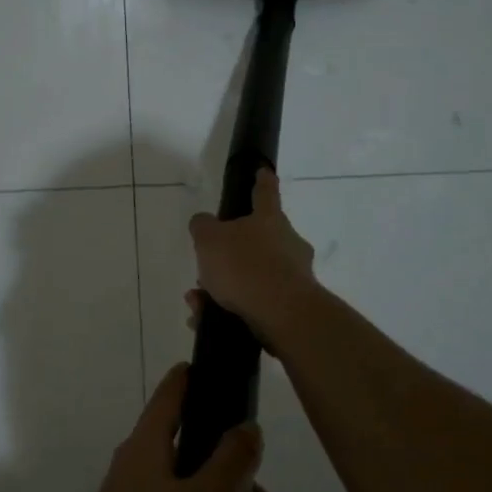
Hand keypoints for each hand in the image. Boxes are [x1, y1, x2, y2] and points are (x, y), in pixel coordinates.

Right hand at [188, 169, 320, 350]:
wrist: (282, 314)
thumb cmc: (245, 266)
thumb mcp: (209, 240)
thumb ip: (202, 227)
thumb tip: (204, 223)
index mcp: (269, 219)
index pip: (265, 193)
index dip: (261, 181)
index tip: (263, 172)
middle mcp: (287, 243)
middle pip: (257, 240)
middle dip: (230, 253)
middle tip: (207, 266)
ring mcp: (293, 275)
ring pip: (252, 275)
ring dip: (223, 286)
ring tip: (197, 301)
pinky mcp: (291, 305)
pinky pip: (254, 302)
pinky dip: (229, 308)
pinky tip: (205, 320)